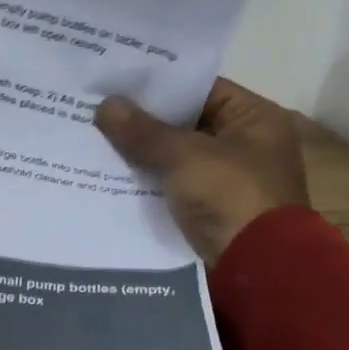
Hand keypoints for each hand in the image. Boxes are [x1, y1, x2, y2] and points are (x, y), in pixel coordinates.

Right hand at [94, 79, 308, 262]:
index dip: (159, 85)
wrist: (255, 268)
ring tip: (93, 138)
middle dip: (143, 120)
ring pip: (174, 156)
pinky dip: (146, 179)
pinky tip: (108, 173)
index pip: (201, 89)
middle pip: (185, 123)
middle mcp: (244, 144)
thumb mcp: (184, 157)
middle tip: (96, 108)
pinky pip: (171, 184)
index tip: (117, 81)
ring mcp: (226, 179)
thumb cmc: (230, 197)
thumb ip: (143, 131)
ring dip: (141, 152)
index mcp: (255, 119)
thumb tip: (105, 104)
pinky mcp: (208, 208)